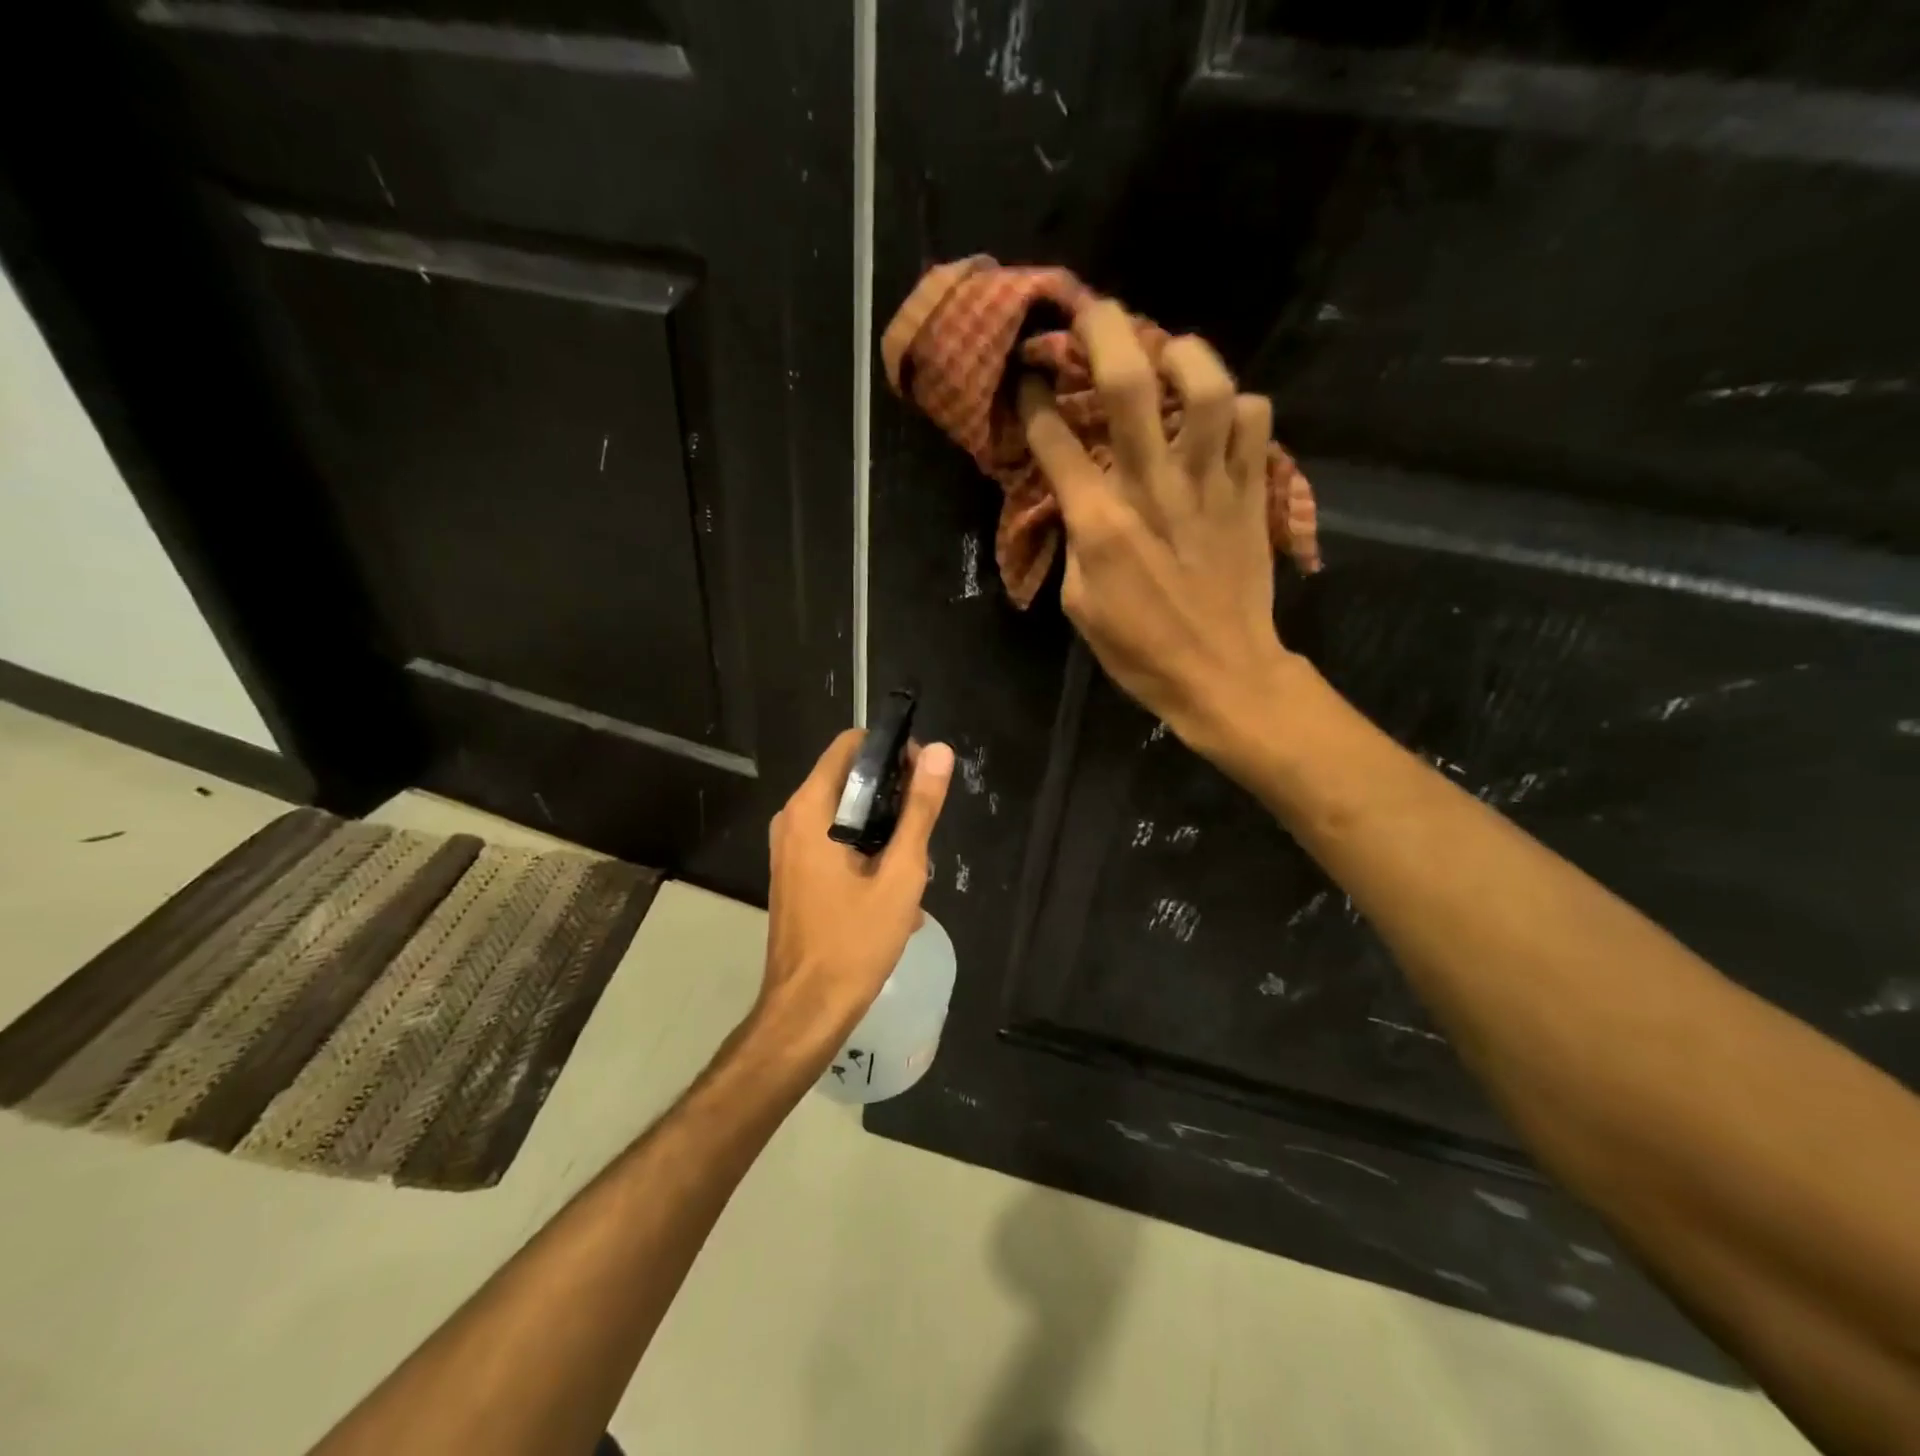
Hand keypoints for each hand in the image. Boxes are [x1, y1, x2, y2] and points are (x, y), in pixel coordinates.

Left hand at [759, 730, 953, 1053]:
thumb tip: (940, 753)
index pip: (850, 746)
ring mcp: (789, 847)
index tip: (925, 777)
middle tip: (925, 829)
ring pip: (847, 815)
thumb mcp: (900, 873)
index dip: (891, 751)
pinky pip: (836, 842)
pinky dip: (866, 853)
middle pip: (850, 779)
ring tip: (914, 867)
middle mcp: (792, 819)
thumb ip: (919, 809)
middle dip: (893, 797)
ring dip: (884, 832)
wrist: (808, 1009)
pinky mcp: (796, 872)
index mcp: (811, 809)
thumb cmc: (855, 940)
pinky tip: (894, 891)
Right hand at [1019, 303, 1295, 760]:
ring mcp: (1210, 484)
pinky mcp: (1250, 492)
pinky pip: (1254, 420)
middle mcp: (1154, 487)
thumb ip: (1074, 541)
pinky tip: (1219, 415)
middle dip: (1102, 331)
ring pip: (1205, 385)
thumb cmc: (1140, 650)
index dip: (1035, 401)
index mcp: (1101, 522)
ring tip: (1167, 351)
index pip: (1056, 441)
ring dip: (1182, 353)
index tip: (1028, 380)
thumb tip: (1075, 497)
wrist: (1222, 673)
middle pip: (1129, 384)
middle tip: (1089, 313)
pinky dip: (1237, 405)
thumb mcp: (1081, 604)